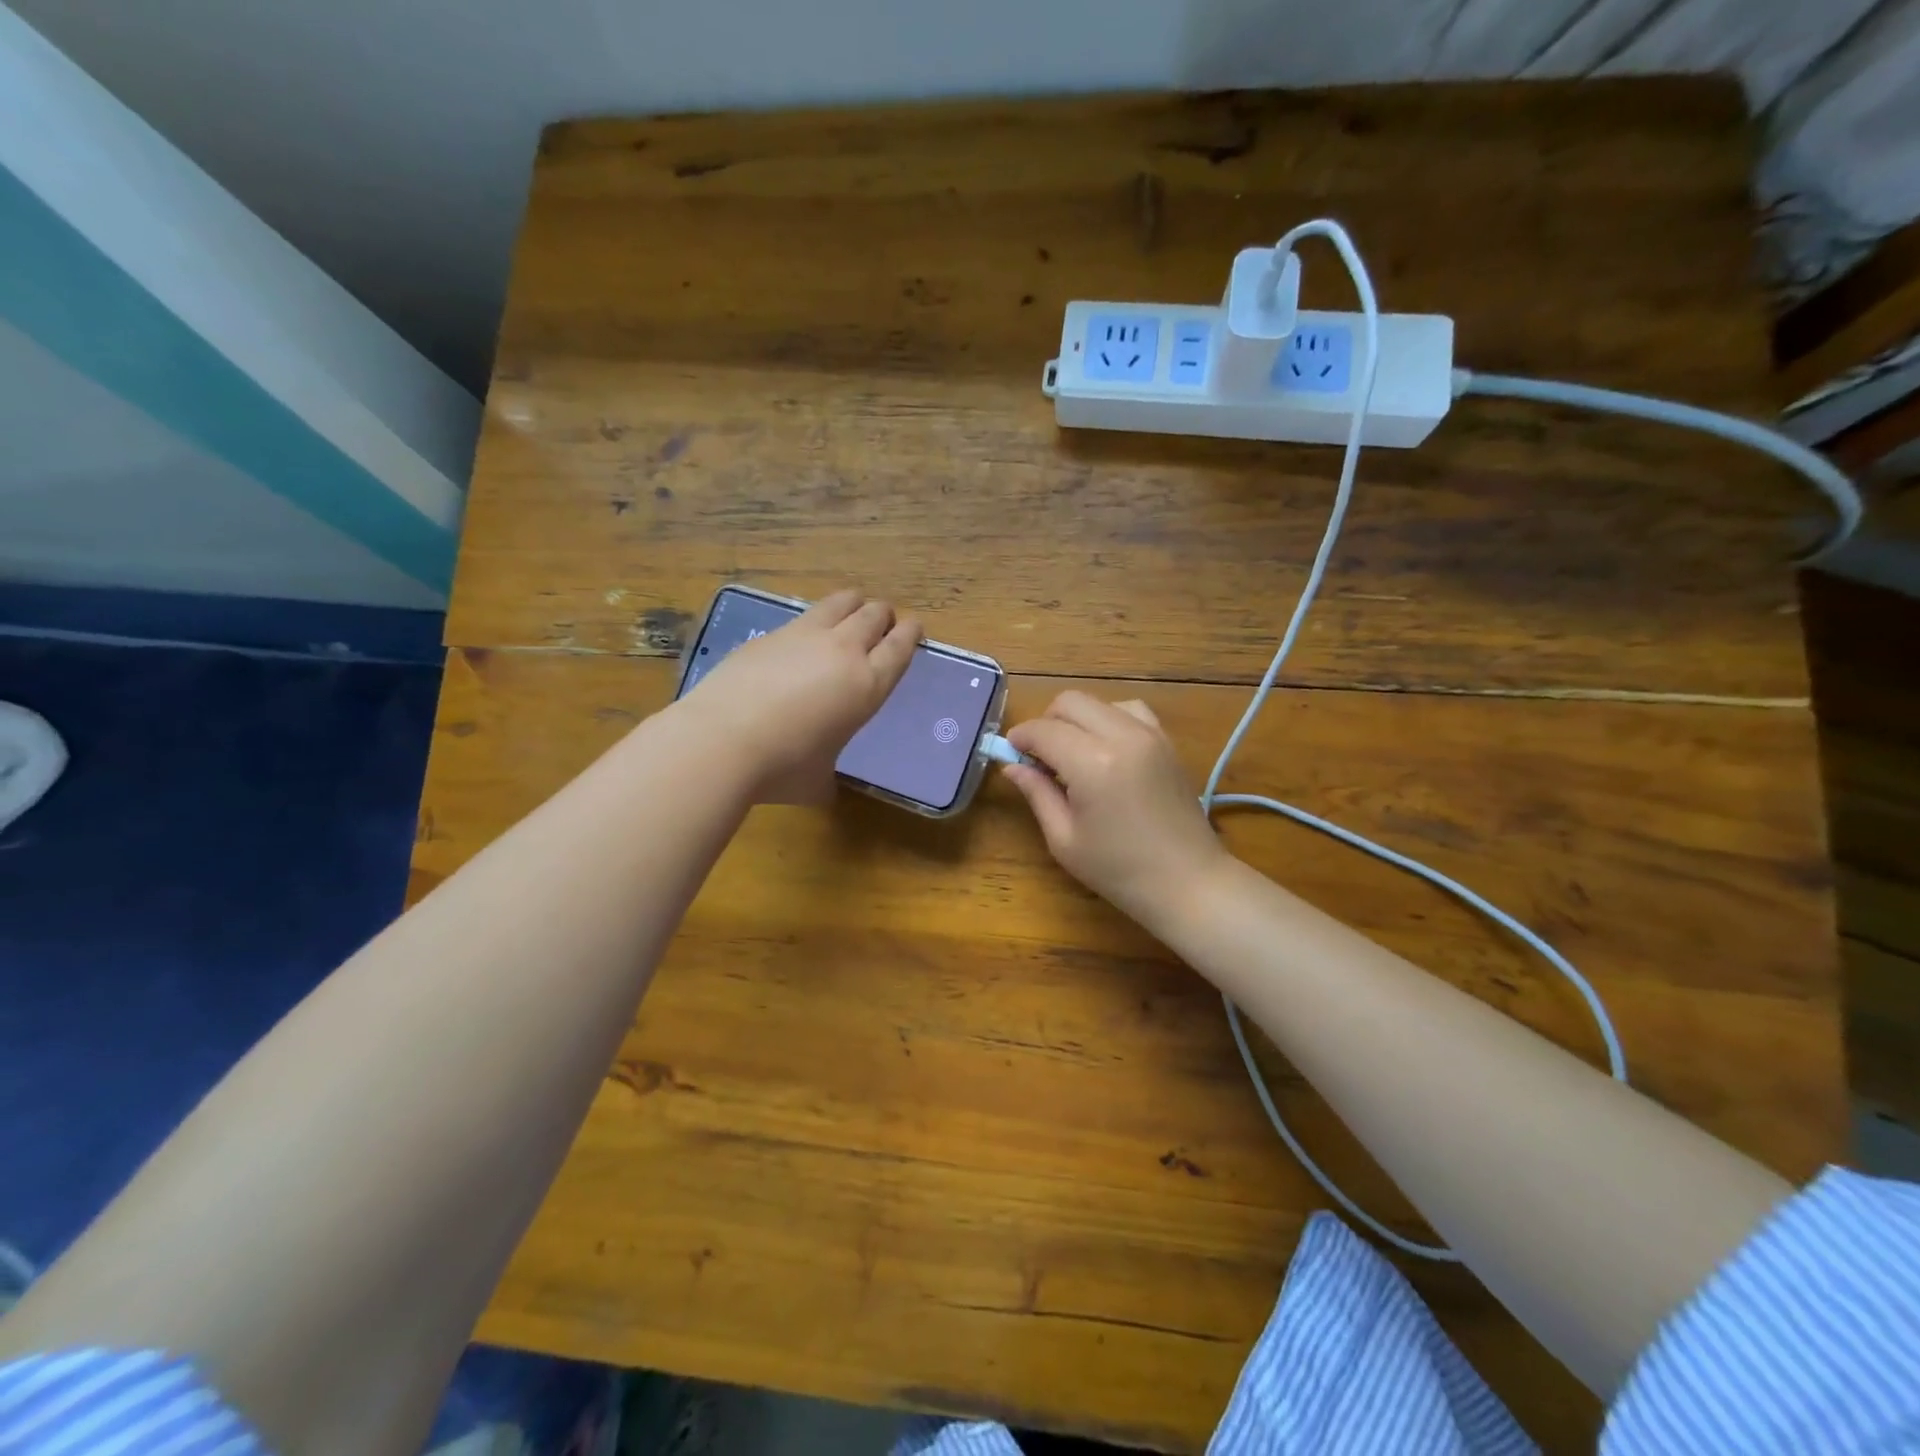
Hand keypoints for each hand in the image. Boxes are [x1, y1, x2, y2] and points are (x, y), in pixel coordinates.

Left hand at [682, 589, 920, 802]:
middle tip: (882, 623)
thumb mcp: (818, 780)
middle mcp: (842, 651)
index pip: (899, 647)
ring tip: (850, 613)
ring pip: (841, 601)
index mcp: (867, 685)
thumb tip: (822, 787)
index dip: (910, 633)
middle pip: (874, 614)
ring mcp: (803, 636)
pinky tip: (800, 640)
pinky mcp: (769, 634)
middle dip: (882, 615)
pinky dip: (811, 622)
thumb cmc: (782, 768)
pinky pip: (802, 617)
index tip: (913, 627)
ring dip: (852, 604)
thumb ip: (828, 775)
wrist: (722, 741)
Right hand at [1004, 692, 1229, 927]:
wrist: (1188, 881)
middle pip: (1070, 702)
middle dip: (1046, 722)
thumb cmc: (1119, 870)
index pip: (1043, 730)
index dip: (1020, 738)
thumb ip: (1037, 793)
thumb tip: (1013, 766)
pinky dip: (1108, 718)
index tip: (1010, 754)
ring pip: (1099, 701)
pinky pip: (1129, 710)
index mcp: (1093, 763)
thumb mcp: (1064, 839)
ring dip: (1078, 719)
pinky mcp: (1166, 740)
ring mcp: (1150, 733)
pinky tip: (1104, 749)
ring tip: (1073, 754)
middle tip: (1039, 756)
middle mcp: (1122, 736)